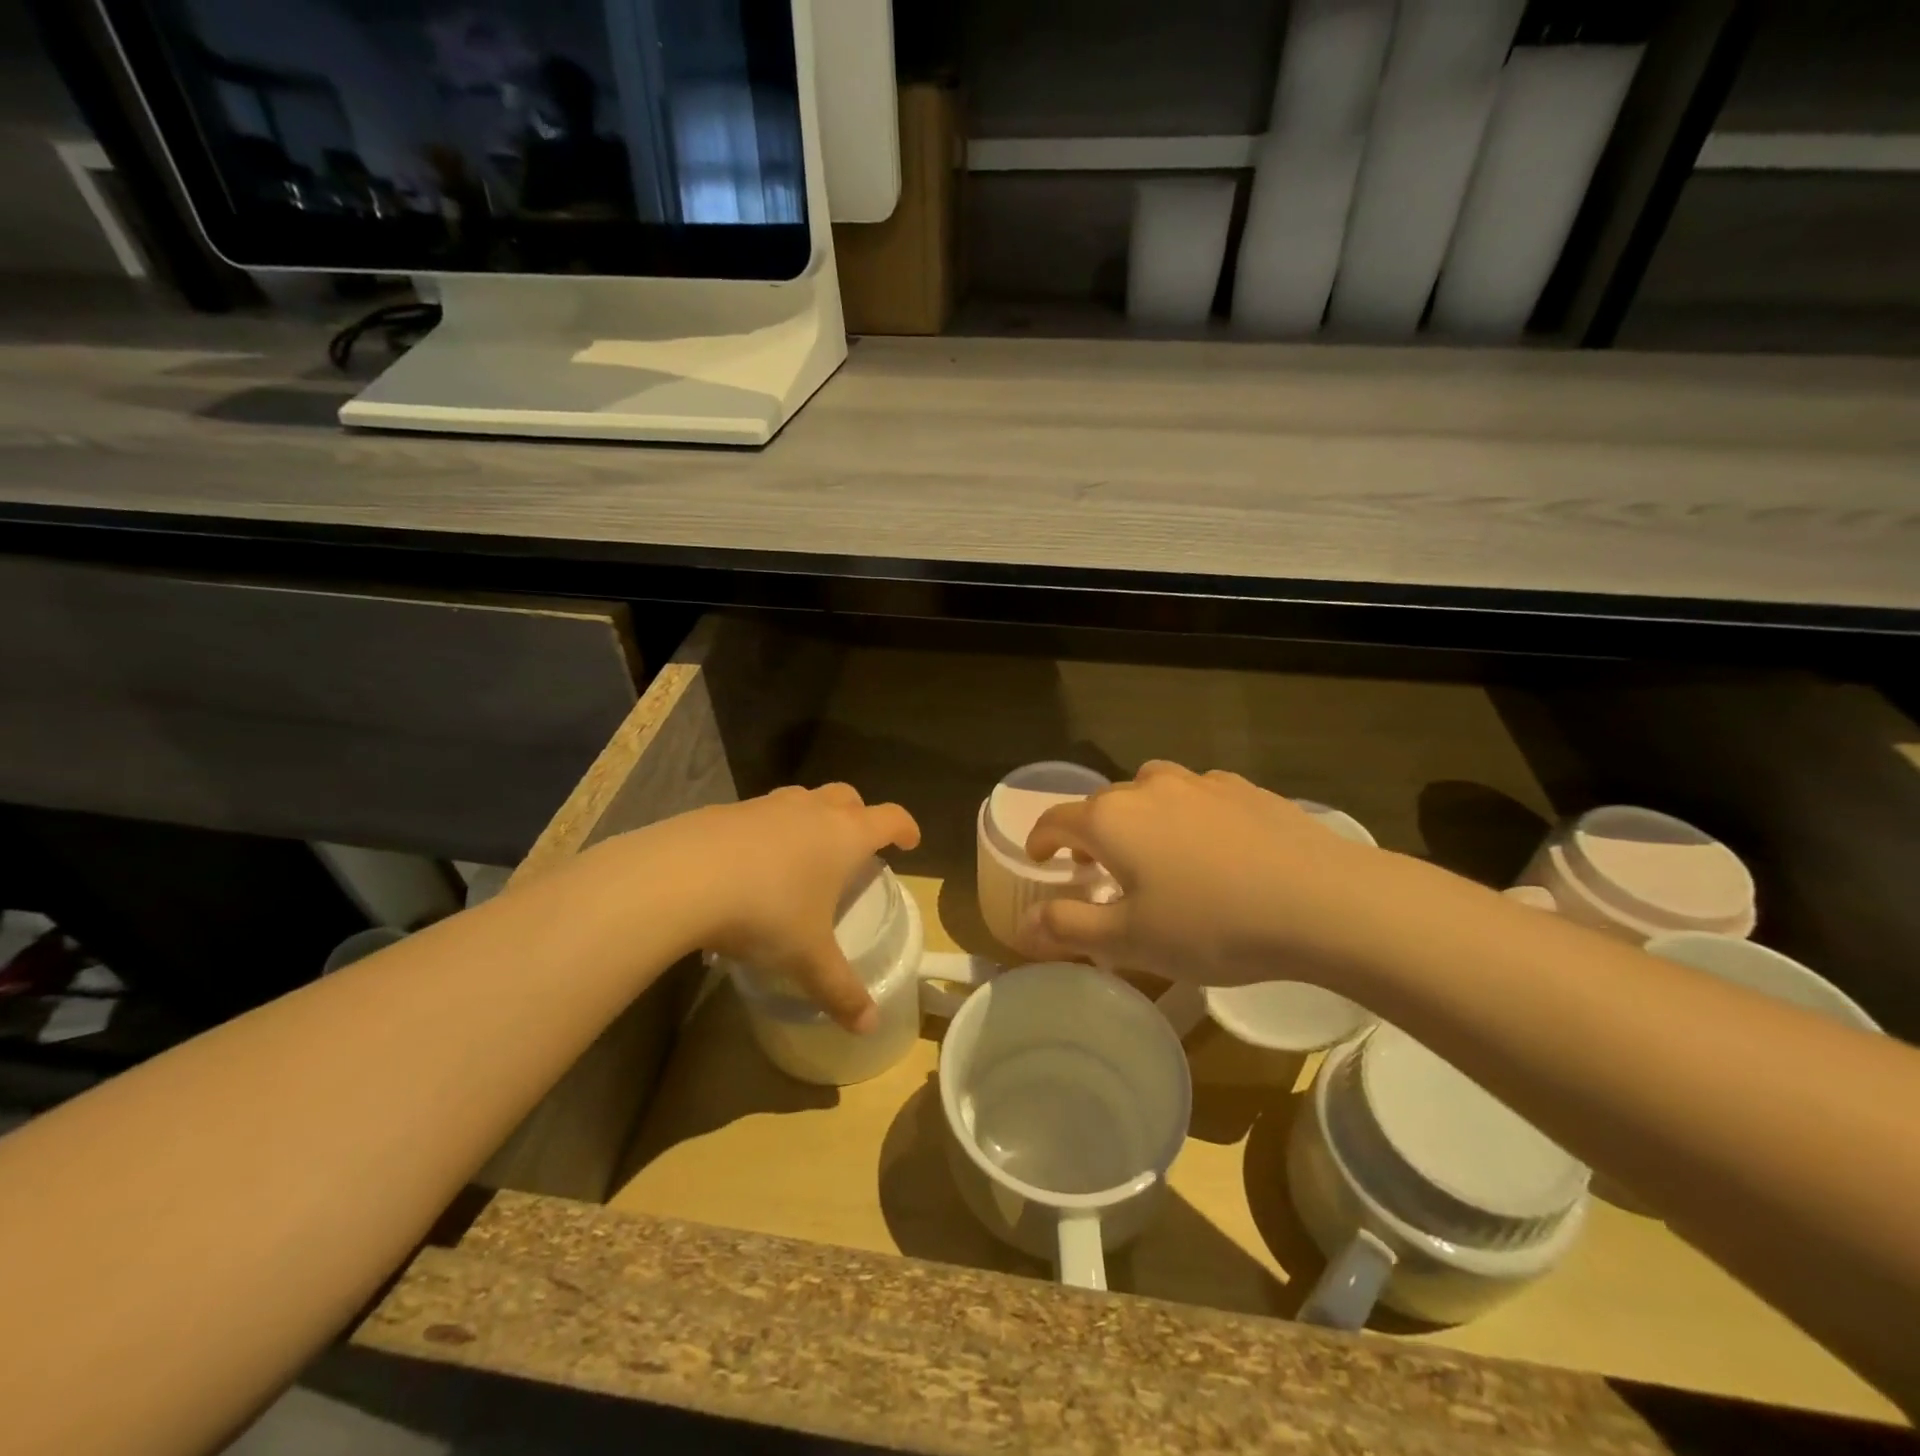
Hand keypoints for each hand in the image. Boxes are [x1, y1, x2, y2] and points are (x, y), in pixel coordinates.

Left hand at [665, 785, 919, 1031]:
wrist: (680, 878)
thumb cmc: (765, 912)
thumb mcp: (807, 958)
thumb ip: (841, 990)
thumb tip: (870, 1026)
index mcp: (844, 836)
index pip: (890, 818)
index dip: (905, 828)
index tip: (909, 842)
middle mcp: (811, 810)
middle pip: (848, 798)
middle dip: (859, 816)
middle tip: (855, 847)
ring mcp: (766, 805)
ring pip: (802, 799)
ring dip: (812, 818)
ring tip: (803, 853)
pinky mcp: (726, 810)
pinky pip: (760, 814)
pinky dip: (767, 830)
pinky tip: (749, 864)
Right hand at [1017, 761, 1405, 988]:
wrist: (1323, 902)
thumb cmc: (1212, 925)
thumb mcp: (1131, 941)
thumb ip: (1069, 929)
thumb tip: (1023, 926)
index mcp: (1111, 820)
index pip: (1057, 821)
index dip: (1041, 840)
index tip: (1040, 859)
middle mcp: (1147, 788)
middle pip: (1102, 804)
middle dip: (1091, 833)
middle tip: (1099, 870)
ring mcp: (1199, 783)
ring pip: (1149, 791)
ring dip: (1138, 816)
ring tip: (1155, 851)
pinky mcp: (1243, 789)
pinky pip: (1196, 795)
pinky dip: (1186, 813)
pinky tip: (1211, 845)